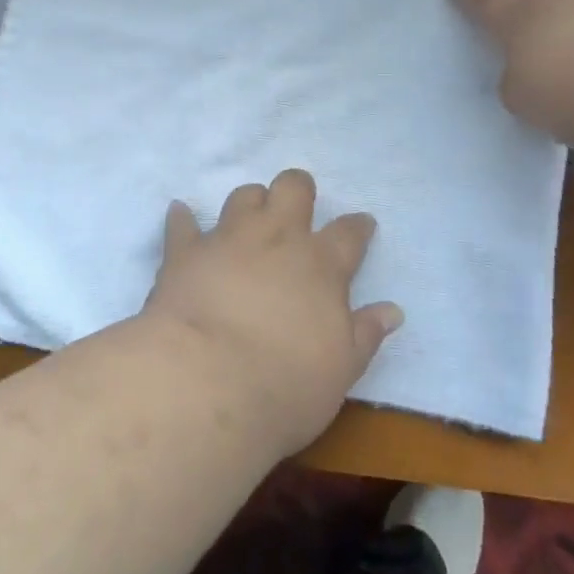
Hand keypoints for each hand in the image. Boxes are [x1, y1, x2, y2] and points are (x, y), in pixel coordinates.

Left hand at [142, 170, 400, 455]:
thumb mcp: (341, 369)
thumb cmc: (285, 385)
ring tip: (250, 217)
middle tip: (299, 205)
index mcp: (320, 265)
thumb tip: (393, 310)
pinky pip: (182, 223)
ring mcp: (228, 239)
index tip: (362, 224)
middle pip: (292, 189)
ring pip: (243, 197)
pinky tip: (180, 214)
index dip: (358, 226)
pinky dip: (182, 219)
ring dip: (250, 202)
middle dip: (299, 189)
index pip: (349, 233)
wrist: (206, 383)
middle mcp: (277, 238)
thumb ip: (366, 334)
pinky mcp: (185, 252)